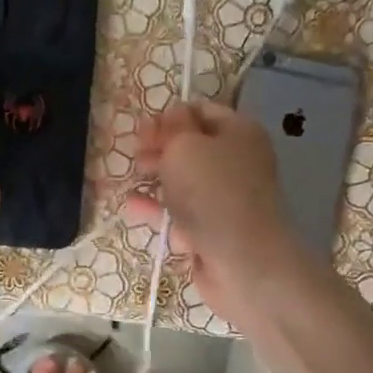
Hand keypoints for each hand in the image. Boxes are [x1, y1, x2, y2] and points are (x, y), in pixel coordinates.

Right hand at [124, 98, 305, 324]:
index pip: (201, 112)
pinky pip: (181, 213)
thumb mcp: (185, 145)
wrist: (241, 260)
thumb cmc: (212, 192)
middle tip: (135, 154)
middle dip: (161, 148)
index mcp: (240, 132)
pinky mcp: (213, 230)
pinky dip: (158, 208)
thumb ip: (173, 126)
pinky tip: (132, 206)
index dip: (170, 117)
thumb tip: (173, 117)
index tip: (142, 130)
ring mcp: (226, 199)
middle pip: (192, 147)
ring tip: (132, 177)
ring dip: (157, 178)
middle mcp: (237, 162)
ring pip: (184, 181)